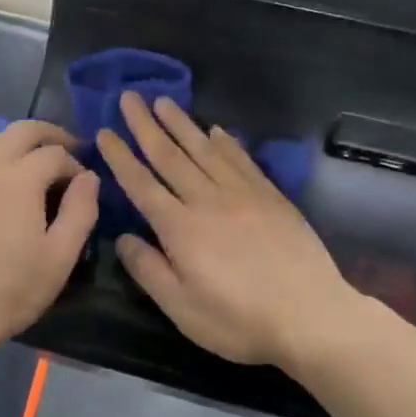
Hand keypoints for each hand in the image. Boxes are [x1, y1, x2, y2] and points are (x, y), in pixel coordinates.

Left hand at [0, 121, 98, 364]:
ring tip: (28, 161)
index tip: (82, 182)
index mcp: (18, 178)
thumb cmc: (9, 292)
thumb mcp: (59, 258)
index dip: (75, 162)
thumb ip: (81, 211)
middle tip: (66, 147)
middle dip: (48, 135)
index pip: (54, 153)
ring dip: (13, 142)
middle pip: (20, 131)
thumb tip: (89, 176)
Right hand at [96, 93, 356, 367]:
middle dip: (145, 125)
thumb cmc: (239, 320)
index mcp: (181, 227)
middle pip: (170, 156)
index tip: (104, 132)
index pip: (142, 184)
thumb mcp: (182, 308)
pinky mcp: (271, 197)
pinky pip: (242, 160)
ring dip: (181, 124)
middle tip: (129, 96)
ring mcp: (243, 194)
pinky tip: (216, 130)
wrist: (311, 316)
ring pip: (205, 150)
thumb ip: (149, 269)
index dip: (121, 157)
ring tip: (163, 101)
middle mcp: (208, 200)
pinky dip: (225, 142)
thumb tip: (123, 238)